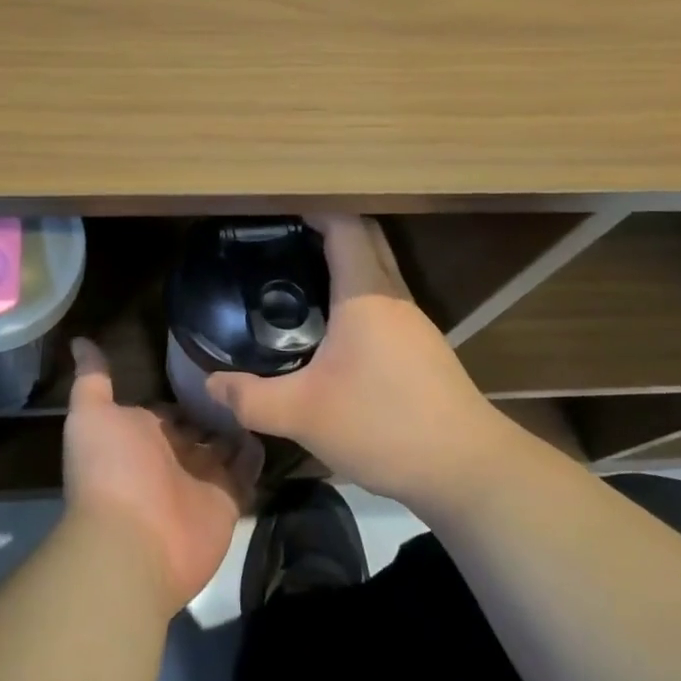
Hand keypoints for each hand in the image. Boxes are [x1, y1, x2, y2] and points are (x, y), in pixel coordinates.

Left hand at [63, 337, 261, 611]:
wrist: (132, 541)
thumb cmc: (110, 468)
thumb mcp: (92, 414)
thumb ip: (92, 379)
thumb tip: (79, 340)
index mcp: (141, 435)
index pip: (167, 409)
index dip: (183, 390)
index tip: (208, 362)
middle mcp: (171, 456)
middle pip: (199, 426)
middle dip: (216, 405)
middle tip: (247, 372)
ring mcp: (202, 479)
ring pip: (225, 446)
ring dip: (240, 424)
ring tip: (267, 388)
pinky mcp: (229, 500)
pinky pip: (248, 472)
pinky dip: (258, 453)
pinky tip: (272, 422)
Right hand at [206, 215, 504, 504]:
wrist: (469, 471)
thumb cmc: (384, 425)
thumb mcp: (303, 414)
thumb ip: (251, 399)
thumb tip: (211, 384)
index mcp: (365, 293)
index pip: (344, 225)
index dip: (312, 209)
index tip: (276, 213)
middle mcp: (393, 295)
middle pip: (364, 238)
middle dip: (324, 228)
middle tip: (279, 240)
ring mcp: (413, 321)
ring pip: (376, 269)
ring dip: (342, 261)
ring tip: (295, 275)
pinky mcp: (422, 347)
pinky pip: (383, 298)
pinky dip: (355, 291)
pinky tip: (330, 326)